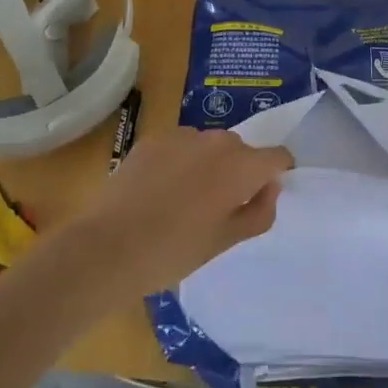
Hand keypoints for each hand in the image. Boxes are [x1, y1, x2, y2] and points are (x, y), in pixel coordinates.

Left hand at [67, 126, 291, 297]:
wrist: (109, 247)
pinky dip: (180, 162)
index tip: (260, 198)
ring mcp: (182, 136)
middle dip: (239, 172)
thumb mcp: (226, 241)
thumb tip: (270, 187)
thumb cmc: (175, 250)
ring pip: (209, 146)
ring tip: (184, 200)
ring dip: (208, 165)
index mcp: (242, 166)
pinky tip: (159, 191)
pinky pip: (180, 146)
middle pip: (242, 150)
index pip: (278, 156)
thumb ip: (259, 211)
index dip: (276, 175)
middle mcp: (217, 141)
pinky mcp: (152, 139)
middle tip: (218, 208)